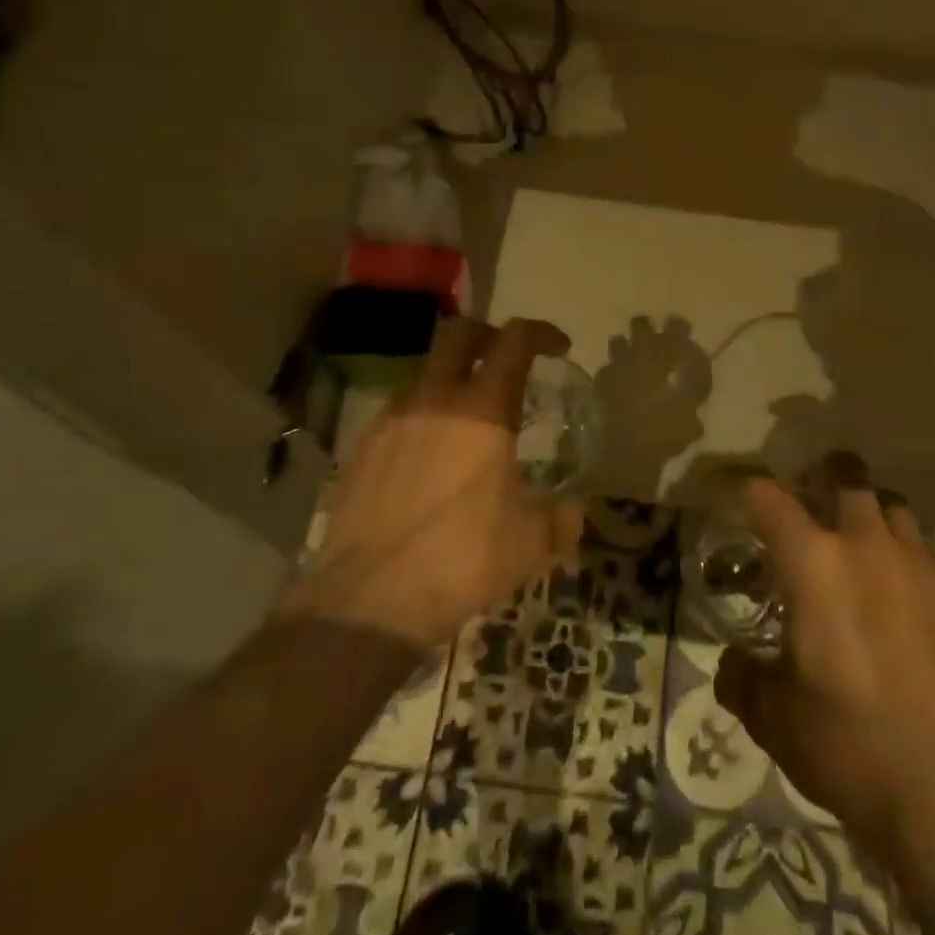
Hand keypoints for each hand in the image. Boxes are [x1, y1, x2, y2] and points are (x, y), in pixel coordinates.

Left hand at [278, 317, 586, 648]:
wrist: (368, 601)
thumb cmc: (462, 560)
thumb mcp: (530, 543)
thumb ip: (561, 518)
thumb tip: (574, 511)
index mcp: (482, 410)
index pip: (515, 341)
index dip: (541, 333)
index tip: (558, 348)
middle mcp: (434, 400)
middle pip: (460, 333)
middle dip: (489, 335)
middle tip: (507, 361)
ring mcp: (391, 420)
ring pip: (426, 374)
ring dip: (452, 383)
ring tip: (467, 426)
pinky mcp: (361, 448)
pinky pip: (399, 414)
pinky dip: (423, 420)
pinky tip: (429, 462)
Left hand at [593, 314, 712, 468]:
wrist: (623, 457)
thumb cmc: (663, 431)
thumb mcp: (691, 407)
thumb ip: (696, 382)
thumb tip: (695, 367)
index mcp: (658, 356)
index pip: (673, 327)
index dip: (679, 326)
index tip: (686, 331)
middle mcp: (633, 356)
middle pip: (640, 326)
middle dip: (650, 329)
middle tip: (661, 342)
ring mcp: (612, 370)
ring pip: (619, 343)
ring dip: (629, 347)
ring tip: (639, 362)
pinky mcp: (599, 387)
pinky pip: (607, 370)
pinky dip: (616, 372)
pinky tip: (623, 385)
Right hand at [713, 456, 934, 859]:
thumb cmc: (846, 740)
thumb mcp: (774, 717)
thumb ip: (743, 679)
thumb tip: (730, 665)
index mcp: (812, 561)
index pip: (769, 499)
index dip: (748, 488)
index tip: (739, 491)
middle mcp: (865, 546)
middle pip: (847, 482)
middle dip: (826, 477)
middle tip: (812, 494)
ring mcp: (917, 568)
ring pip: (894, 509)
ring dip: (873, 514)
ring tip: (861, 538)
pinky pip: (926, 555)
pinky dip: (907, 558)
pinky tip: (902, 593)